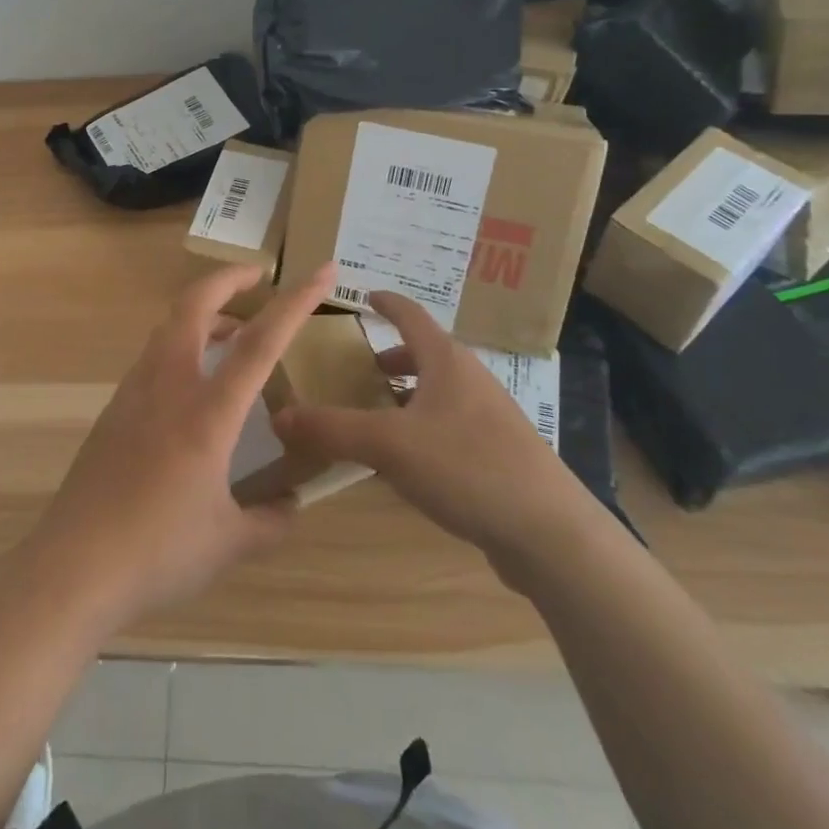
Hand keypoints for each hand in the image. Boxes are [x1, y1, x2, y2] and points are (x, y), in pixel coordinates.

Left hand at [23, 261, 336, 626]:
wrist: (74, 566)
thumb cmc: (158, 552)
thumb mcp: (228, 544)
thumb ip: (268, 520)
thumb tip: (290, 506)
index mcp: (208, 413)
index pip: (260, 342)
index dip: (295, 303)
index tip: (320, 272)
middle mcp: (168, 387)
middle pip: (193, 306)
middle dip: (227, 279)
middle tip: (256, 276)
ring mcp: (133, 394)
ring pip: (168, 328)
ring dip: (202, 315)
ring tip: (231, 333)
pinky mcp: (113, 411)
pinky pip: (152, 359)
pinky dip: (179, 348)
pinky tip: (191, 386)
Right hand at [271, 292, 597, 582]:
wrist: (550, 533)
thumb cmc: (467, 467)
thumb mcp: (388, 445)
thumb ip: (332, 429)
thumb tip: (278, 415)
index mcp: (447, 362)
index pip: (411, 316)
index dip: (386, 303)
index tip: (364, 296)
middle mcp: (470, 381)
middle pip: (427, 355)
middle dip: (391, 358)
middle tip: (359, 368)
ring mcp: (490, 419)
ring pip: (439, 394)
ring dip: (406, 397)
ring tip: (376, 415)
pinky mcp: (499, 456)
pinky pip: (449, 428)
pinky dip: (422, 430)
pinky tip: (405, 464)